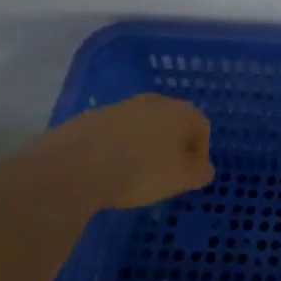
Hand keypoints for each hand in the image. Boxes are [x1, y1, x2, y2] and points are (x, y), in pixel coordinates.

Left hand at [8, 94, 213, 212]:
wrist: (76, 165)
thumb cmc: (141, 171)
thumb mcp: (181, 179)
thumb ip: (200, 172)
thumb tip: (203, 167)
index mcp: (181, 111)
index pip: (202, 128)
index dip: (200, 153)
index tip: (188, 176)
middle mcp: (154, 101)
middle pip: (172, 123)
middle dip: (172, 147)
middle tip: (164, 175)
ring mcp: (121, 107)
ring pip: (143, 127)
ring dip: (144, 147)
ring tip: (133, 175)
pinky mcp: (93, 118)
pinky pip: (116, 134)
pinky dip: (118, 149)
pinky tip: (108, 171)